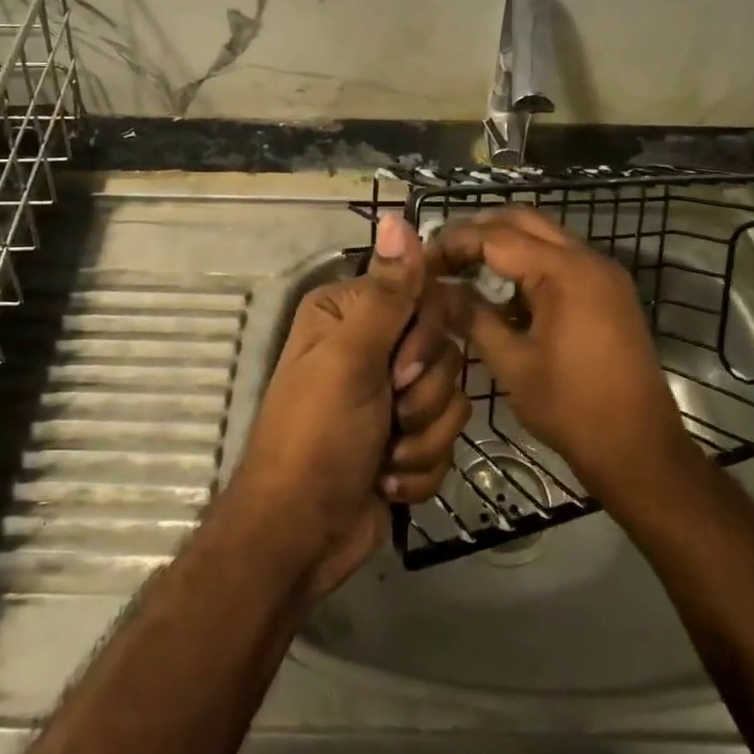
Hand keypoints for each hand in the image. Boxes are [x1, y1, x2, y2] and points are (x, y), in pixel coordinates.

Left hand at [230, 213, 469, 595]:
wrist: (302, 536)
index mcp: (352, 314)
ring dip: (421, 438)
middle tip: (387, 417)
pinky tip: (386, 480)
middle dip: (423, 397)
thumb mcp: (350, 361)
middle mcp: (374, 346)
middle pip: (447, 350)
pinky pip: (446, 439)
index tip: (399, 371)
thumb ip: (387, 294)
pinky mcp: (408, 438)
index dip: (426, 337)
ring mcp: (392, 395)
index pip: (426, 295)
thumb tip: (396, 216)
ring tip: (382, 457)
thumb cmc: (317, 439)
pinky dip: (418, 467)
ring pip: (452, 397)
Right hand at [429, 207, 690, 509]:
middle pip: (523, 220)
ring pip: (545, 236)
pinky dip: (530, 263)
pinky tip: (503, 292)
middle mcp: (588, 258)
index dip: (453, 244)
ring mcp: (604, 273)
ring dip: (504, 244)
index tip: (421, 264)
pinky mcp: (610, 292)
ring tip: (464, 269)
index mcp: (564, 271)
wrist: (639, 449)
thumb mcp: (511, 363)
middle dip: (478, 232)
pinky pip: (562, 259)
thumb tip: (435, 292)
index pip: (496, 237)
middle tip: (441, 256)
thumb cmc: (571, 408)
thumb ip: (472, 317)